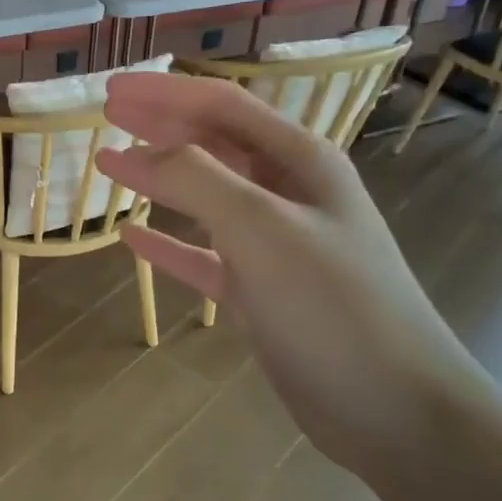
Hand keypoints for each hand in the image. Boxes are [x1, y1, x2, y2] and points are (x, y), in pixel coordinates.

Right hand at [95, 72, 484, 474]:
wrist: (394, 409)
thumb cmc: (332, 305)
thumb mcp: (261, 229)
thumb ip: (196, 179)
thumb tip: (137, 151)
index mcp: (300, 162)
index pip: (222, 107)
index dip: (165, 93)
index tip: (111, 90)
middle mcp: (288, 194)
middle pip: (213, 144)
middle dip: (159, 125)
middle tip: (106, 115)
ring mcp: (274, 245)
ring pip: (205, 196)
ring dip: (159, 178)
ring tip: (112, 165)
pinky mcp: (260, 292)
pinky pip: (202, 255)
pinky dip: (168, 244)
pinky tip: (132, 239)